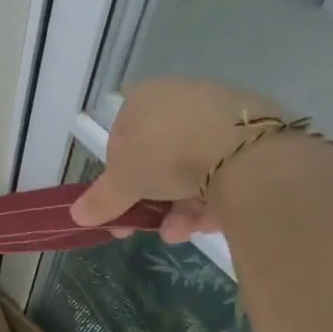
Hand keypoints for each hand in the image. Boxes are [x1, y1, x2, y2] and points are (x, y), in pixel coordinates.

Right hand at [70, 78, 287, 241]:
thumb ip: (101, 199)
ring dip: (182, 207)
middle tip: (149, 228)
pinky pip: (225, 172)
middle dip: (153, 199)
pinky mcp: (256, 135)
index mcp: (144, 97)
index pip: (122, 137)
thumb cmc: (165, 154)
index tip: (121, 205)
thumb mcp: (123, 182)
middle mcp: (181, 97)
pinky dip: (214, 199)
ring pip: (193, 169)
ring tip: (180, 233)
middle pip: (160, 157)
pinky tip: (210, 223)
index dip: (119, 176)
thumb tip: (75, 215)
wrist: (242, 150)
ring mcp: (221, 114)